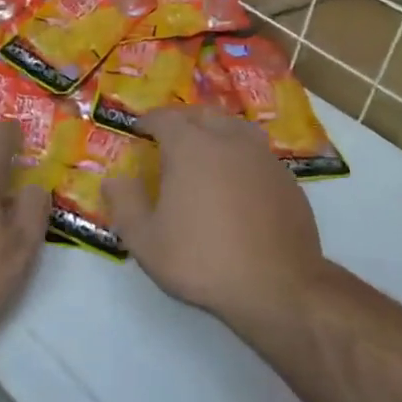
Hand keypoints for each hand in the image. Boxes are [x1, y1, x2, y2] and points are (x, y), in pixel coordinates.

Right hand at [104, 107, 324, 321]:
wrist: (278, 287)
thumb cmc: (203, 260)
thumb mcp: (146, 240)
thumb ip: (125, 204)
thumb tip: (114, 179)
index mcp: (190, 147)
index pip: (164, 118)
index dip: (148, 121)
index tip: (139, 131)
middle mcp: (228, 141)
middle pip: (202, 114)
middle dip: (182, 120)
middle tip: (169, 136)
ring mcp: (262, 157)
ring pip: (234, 127)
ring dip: (215, 130)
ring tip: (205, 149)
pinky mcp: (287, 179)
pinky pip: (256, 153)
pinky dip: (240, 155)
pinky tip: (236, 180)